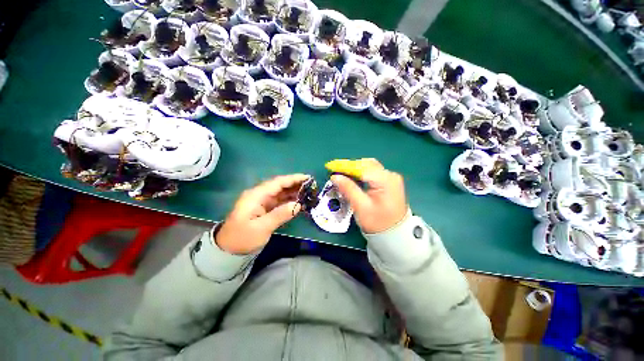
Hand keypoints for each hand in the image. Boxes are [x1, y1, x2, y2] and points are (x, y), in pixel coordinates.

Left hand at [216, 174, 308, 253]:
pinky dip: (289, 200)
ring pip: (280, 193)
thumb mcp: (262, 227)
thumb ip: (280, 214)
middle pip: (279, 186)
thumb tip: (298, 205)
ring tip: (308, 191)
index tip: (307, 177)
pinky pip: (279, 201)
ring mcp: (261, 202)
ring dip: (293, 192)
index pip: (277, 183)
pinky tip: (298, 201)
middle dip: (295, 184)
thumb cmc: (243, 238)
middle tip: (311, 185)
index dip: (292, 179)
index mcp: (256, 195)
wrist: (228, 251)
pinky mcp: (264, 209)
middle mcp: (259, 195)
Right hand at [331, 159, 407, 233]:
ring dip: (355, 169)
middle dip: (350, 167)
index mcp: (385, 180)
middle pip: (366, 164)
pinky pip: (372, 173)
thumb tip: (335, 177)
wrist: (394, 234)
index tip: (331, 167)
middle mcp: (390, 175)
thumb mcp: (361, 207)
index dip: (345, 166)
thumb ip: (348, 189)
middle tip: (335, 171)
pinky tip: (353, 178)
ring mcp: (391, 178)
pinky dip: (361, 174)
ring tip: (342, 174)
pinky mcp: (389, 182)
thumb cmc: (377, 222)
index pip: (362, 168)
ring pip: (369, 167)